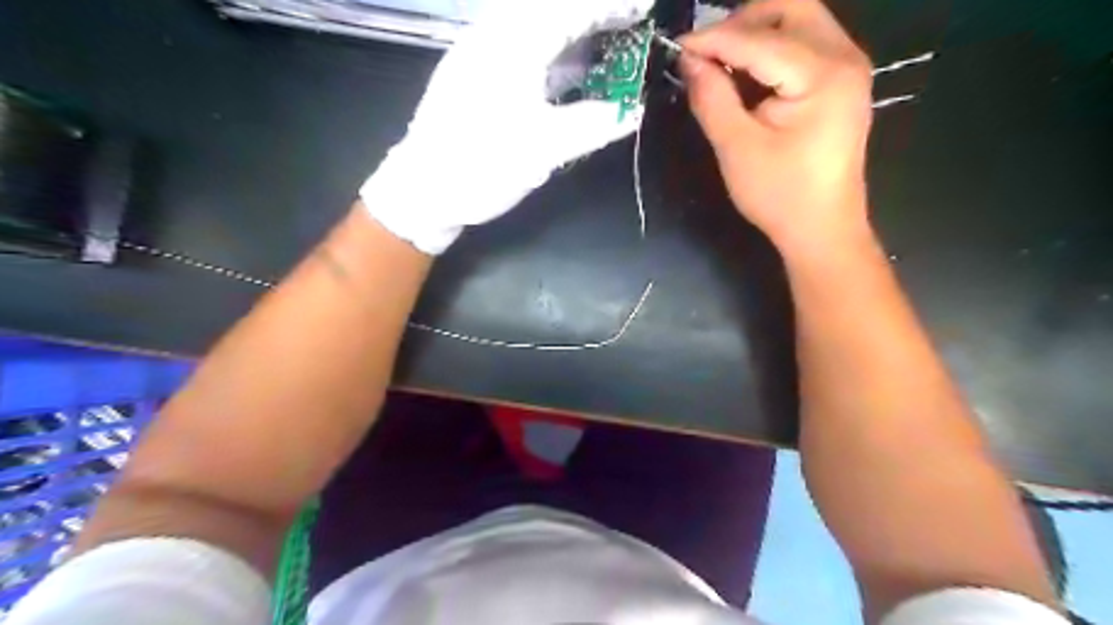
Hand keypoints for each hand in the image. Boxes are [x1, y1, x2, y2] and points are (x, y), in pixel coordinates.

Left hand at [361, 0, 653, 255]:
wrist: (423, 191)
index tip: (644, 5)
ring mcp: (480, 54)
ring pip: (534, 27)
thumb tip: (633, 110)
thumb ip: (594, 124)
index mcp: (512, 46)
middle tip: (629, 25)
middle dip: (593, 14)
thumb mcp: (545, 150)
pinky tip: (570, 73)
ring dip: (573, 33)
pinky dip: (553, 54)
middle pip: (550, 9)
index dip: (611, 5)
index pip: (570, 9)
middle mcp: (493, 37)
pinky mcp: (474, 75)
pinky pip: (521, 49)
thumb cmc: (482, 167)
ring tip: (608, 48)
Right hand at [679, 1, 877, 257]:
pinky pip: (806, 43)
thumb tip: (689, 60)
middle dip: (743, 21)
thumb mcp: (736, 148)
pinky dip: (772, 48)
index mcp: (822, 75)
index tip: (677, 48)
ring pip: (800, 20)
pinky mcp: (842, 81)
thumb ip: (712, 98)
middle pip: (792, 8)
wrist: (821, 228)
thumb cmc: (779, 195)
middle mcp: (845, 57)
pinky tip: (748, 75)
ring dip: (757, 32)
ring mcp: (848, 67)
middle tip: (708, 52)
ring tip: (723, 64)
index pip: (759, 40)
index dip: (713, 39)